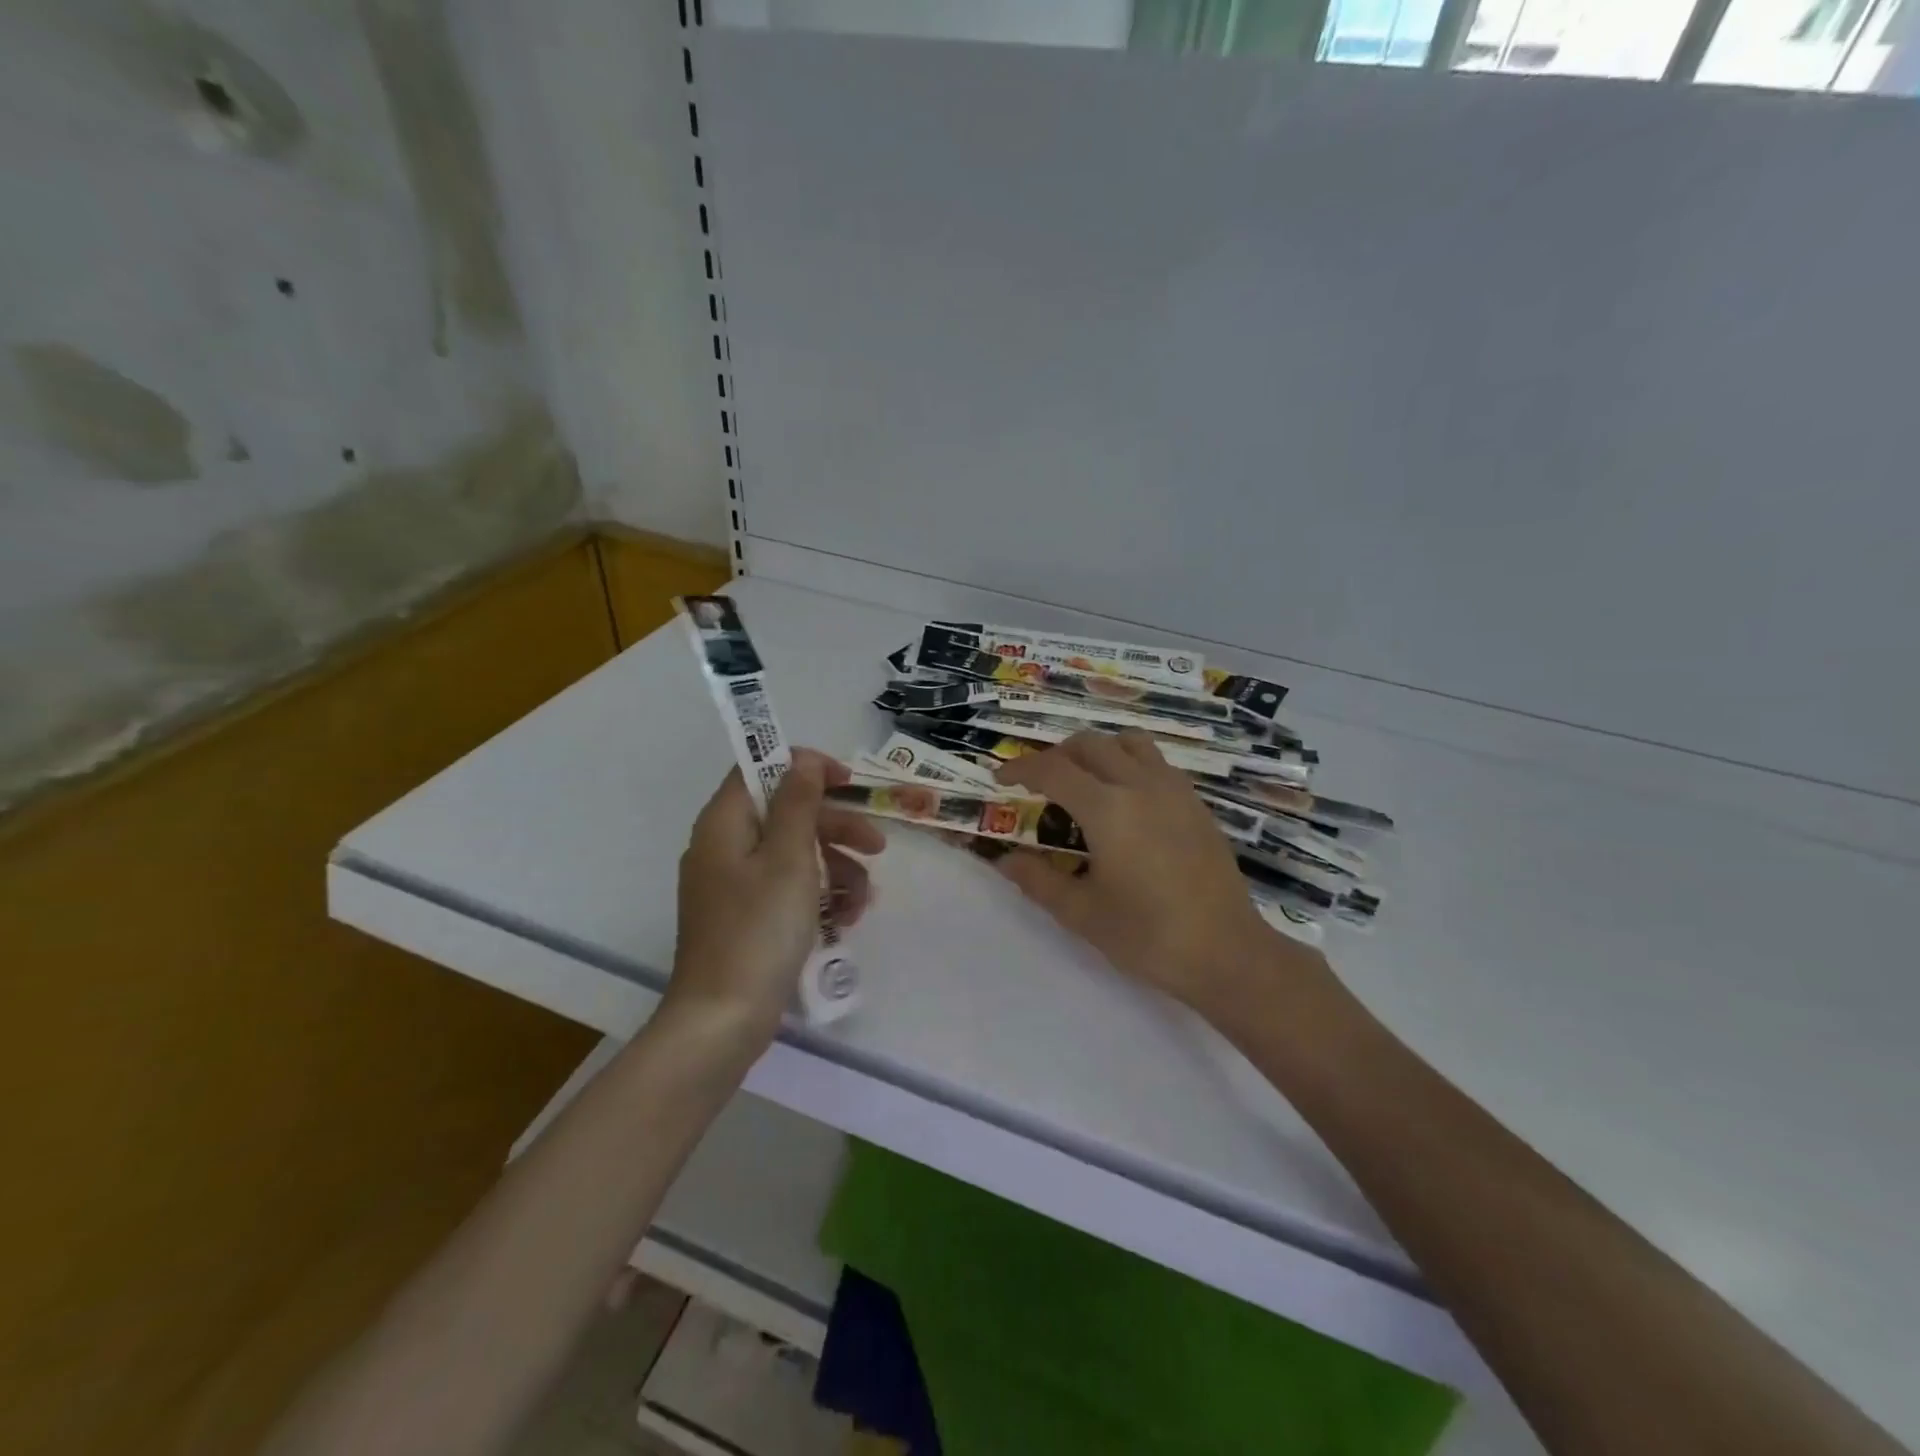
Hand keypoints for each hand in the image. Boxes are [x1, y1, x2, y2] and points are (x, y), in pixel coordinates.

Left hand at [666, 751, 884, 1045]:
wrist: (723, 1020)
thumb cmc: (758, 930)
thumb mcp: (787, 858)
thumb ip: (797, 802)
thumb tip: (802, 759)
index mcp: (724, 823)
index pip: (760, 769)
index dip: (805, 768)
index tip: (848, 783)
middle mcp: (724, 847)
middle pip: (785, 814)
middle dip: (835, 827)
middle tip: (877, 846)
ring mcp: (733, 886)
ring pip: (793, 854)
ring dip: (836, 868)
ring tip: (865, 900)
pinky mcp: (746, 918)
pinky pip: (787, 889)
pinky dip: (819, 896)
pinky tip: (846, 919)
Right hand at [995, 731, 1326, 1020]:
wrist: (1227, 953)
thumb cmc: (1148, 936)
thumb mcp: (1082, 914)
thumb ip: (1038, 880)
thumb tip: (1004, 859)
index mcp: (1108, 809)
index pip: (1053, 770)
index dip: (1020, 768)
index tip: (1000, 778)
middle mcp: (1141, 785)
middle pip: (1090, 744)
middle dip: (1057, 756)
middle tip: (1039, 784)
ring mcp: (1174, 790)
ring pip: (1128, 743)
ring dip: (1098, 751)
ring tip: (1085, 783)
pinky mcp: (1196, 804)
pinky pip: (1156, 763)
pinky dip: (1129, 764)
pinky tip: (1126, 803)